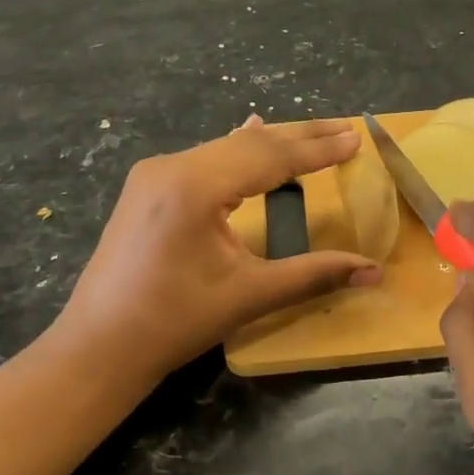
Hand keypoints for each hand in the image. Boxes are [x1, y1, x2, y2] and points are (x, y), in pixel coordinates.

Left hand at [56, 116, 381, 380]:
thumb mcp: (249, 295)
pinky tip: (250, 132)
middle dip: (300, 137)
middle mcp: (172, 166)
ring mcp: (154, 174)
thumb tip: (375, 273)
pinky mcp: (147, 187)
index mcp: (195, 186)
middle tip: (344, 128)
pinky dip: (238, 153)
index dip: (316, 149)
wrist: (98, 346)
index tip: (354, 137)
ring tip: (313, 136)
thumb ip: (314, 274)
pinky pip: (204, 159)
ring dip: (271, 144)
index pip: (269, 157)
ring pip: (226, 148)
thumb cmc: (173, 322)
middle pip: (249, 144)